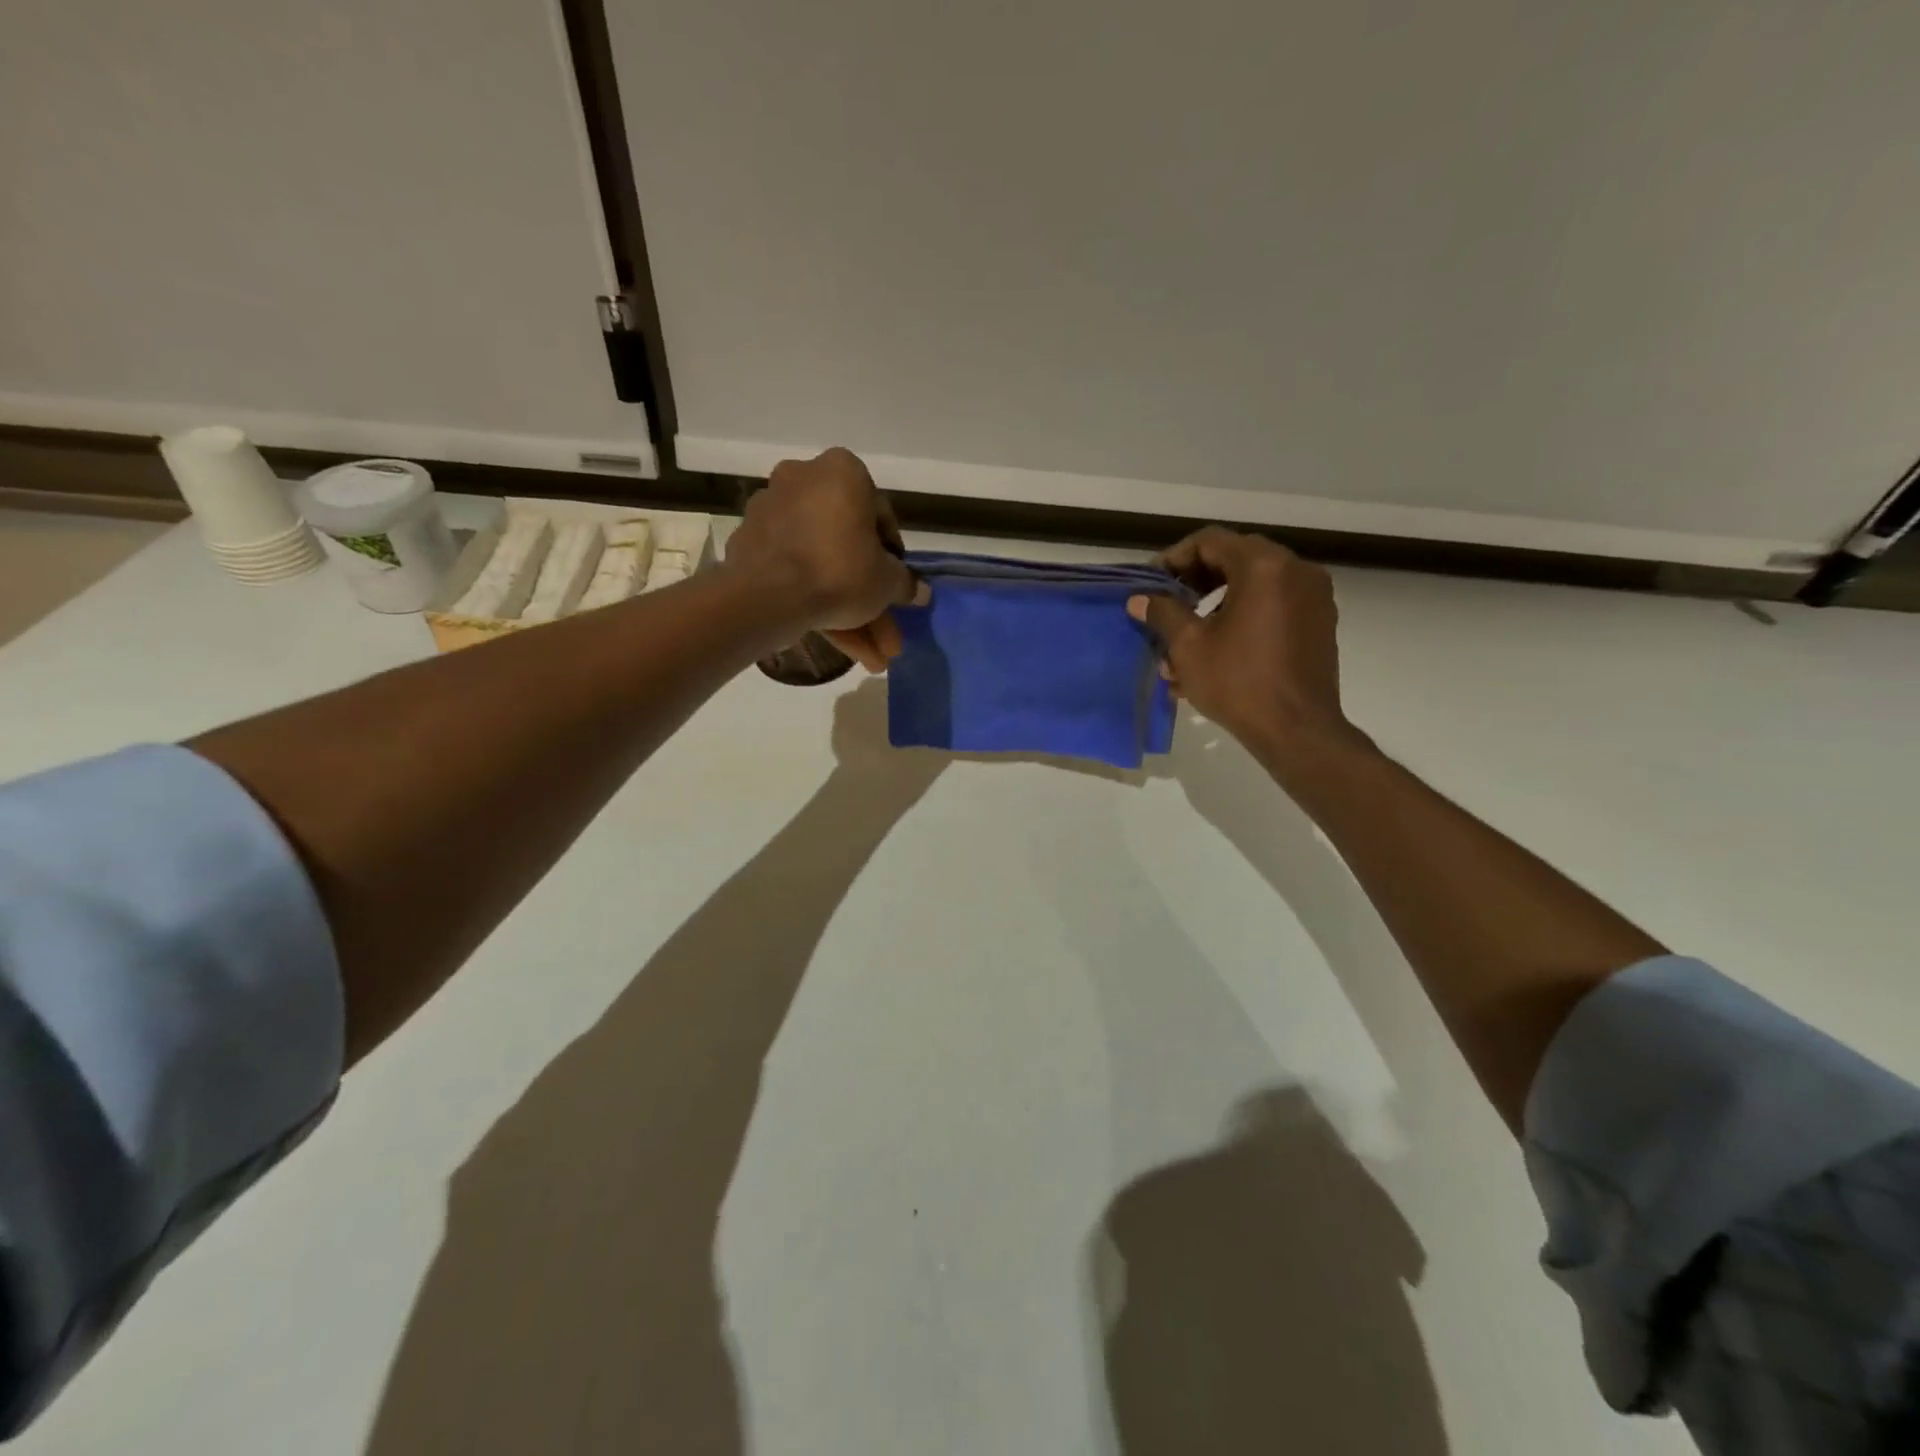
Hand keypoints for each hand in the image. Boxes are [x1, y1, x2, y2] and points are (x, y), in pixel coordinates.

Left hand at [726, 448, 927, 671]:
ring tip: (868, 654)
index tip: (895, 583)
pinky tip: (834, 639)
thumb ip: (905, 583)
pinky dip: (812, 599)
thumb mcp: (887, 582)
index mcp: (842, 472)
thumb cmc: (840, 571)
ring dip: (845, 606)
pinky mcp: (749, 544)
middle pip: (845, 542)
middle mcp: (802, 480)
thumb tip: (920, 591)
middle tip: (884, 629)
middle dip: (867, 592)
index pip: (878, 513)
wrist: (767, 596)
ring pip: (819, 561)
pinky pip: (791, 570)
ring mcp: (771, 513)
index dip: (892, 555)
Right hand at [1126, 528, 1359, 767]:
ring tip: (1186, 638)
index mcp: (1264, 566)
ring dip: (1216, 604)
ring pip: (1253, 585)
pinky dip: (1242, 617)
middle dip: (1195, 581)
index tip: (1152, 583)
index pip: (1210, 542)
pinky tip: (1216, 650)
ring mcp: (1312, 597)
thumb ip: (1163, 613)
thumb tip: (1140, 598)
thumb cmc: (1238, 683)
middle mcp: (1295, 570)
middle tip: (1167, 604)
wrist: (1297, 730)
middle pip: (1235, 559)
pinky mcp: (1318, 623)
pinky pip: (1273, 606)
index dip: (1174, 559)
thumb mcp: (1189, 646)